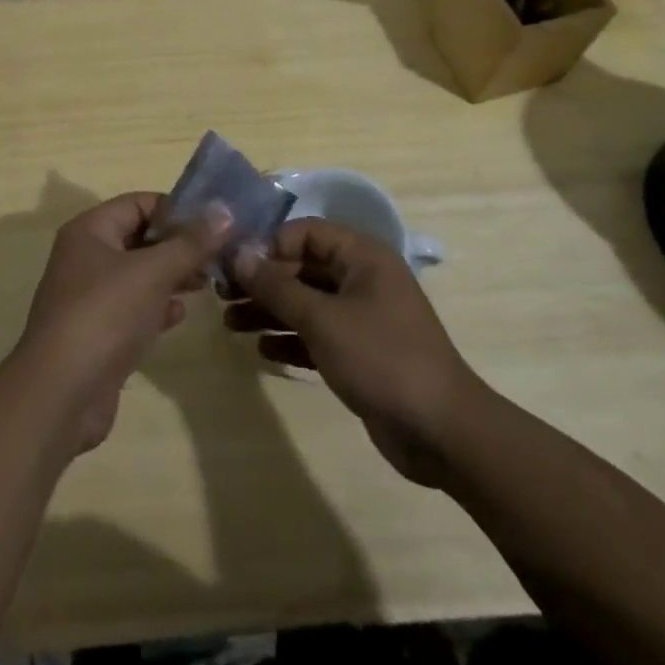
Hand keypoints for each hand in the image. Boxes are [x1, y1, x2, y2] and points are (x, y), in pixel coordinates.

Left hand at [14, 193, 227, 455]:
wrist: (61, 395)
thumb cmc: (105, 315)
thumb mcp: (153, 272)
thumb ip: (191, 243)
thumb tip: (224, 211)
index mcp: (89, 230)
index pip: (138, 203)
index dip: (176, 209)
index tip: (214, 223)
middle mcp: (85, 257)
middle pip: (139, 238)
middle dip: (178, 246)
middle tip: (218, 256)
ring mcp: (89, 297)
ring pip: (139, 275)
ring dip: (172, 276)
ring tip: (207, 283)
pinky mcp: (98, 333)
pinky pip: (133, 308)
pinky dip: (157, 307)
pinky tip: (179, 315)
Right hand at [227, 218, 485, 486]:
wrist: (442, 432)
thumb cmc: (381, 358)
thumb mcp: (322, 319)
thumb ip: (277, 286)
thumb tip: (239, 255)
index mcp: (362, 257)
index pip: (305, 232)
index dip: (269, 245)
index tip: (234, 266)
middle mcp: (361, 279)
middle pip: (302, 267)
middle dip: (263, 281)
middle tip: (223, 297)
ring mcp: (362, 317)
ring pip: (306, 302)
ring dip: (270, 311)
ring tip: (230, 324)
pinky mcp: (360, 352)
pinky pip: (317, 334)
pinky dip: (290, 339)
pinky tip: (261, 350)